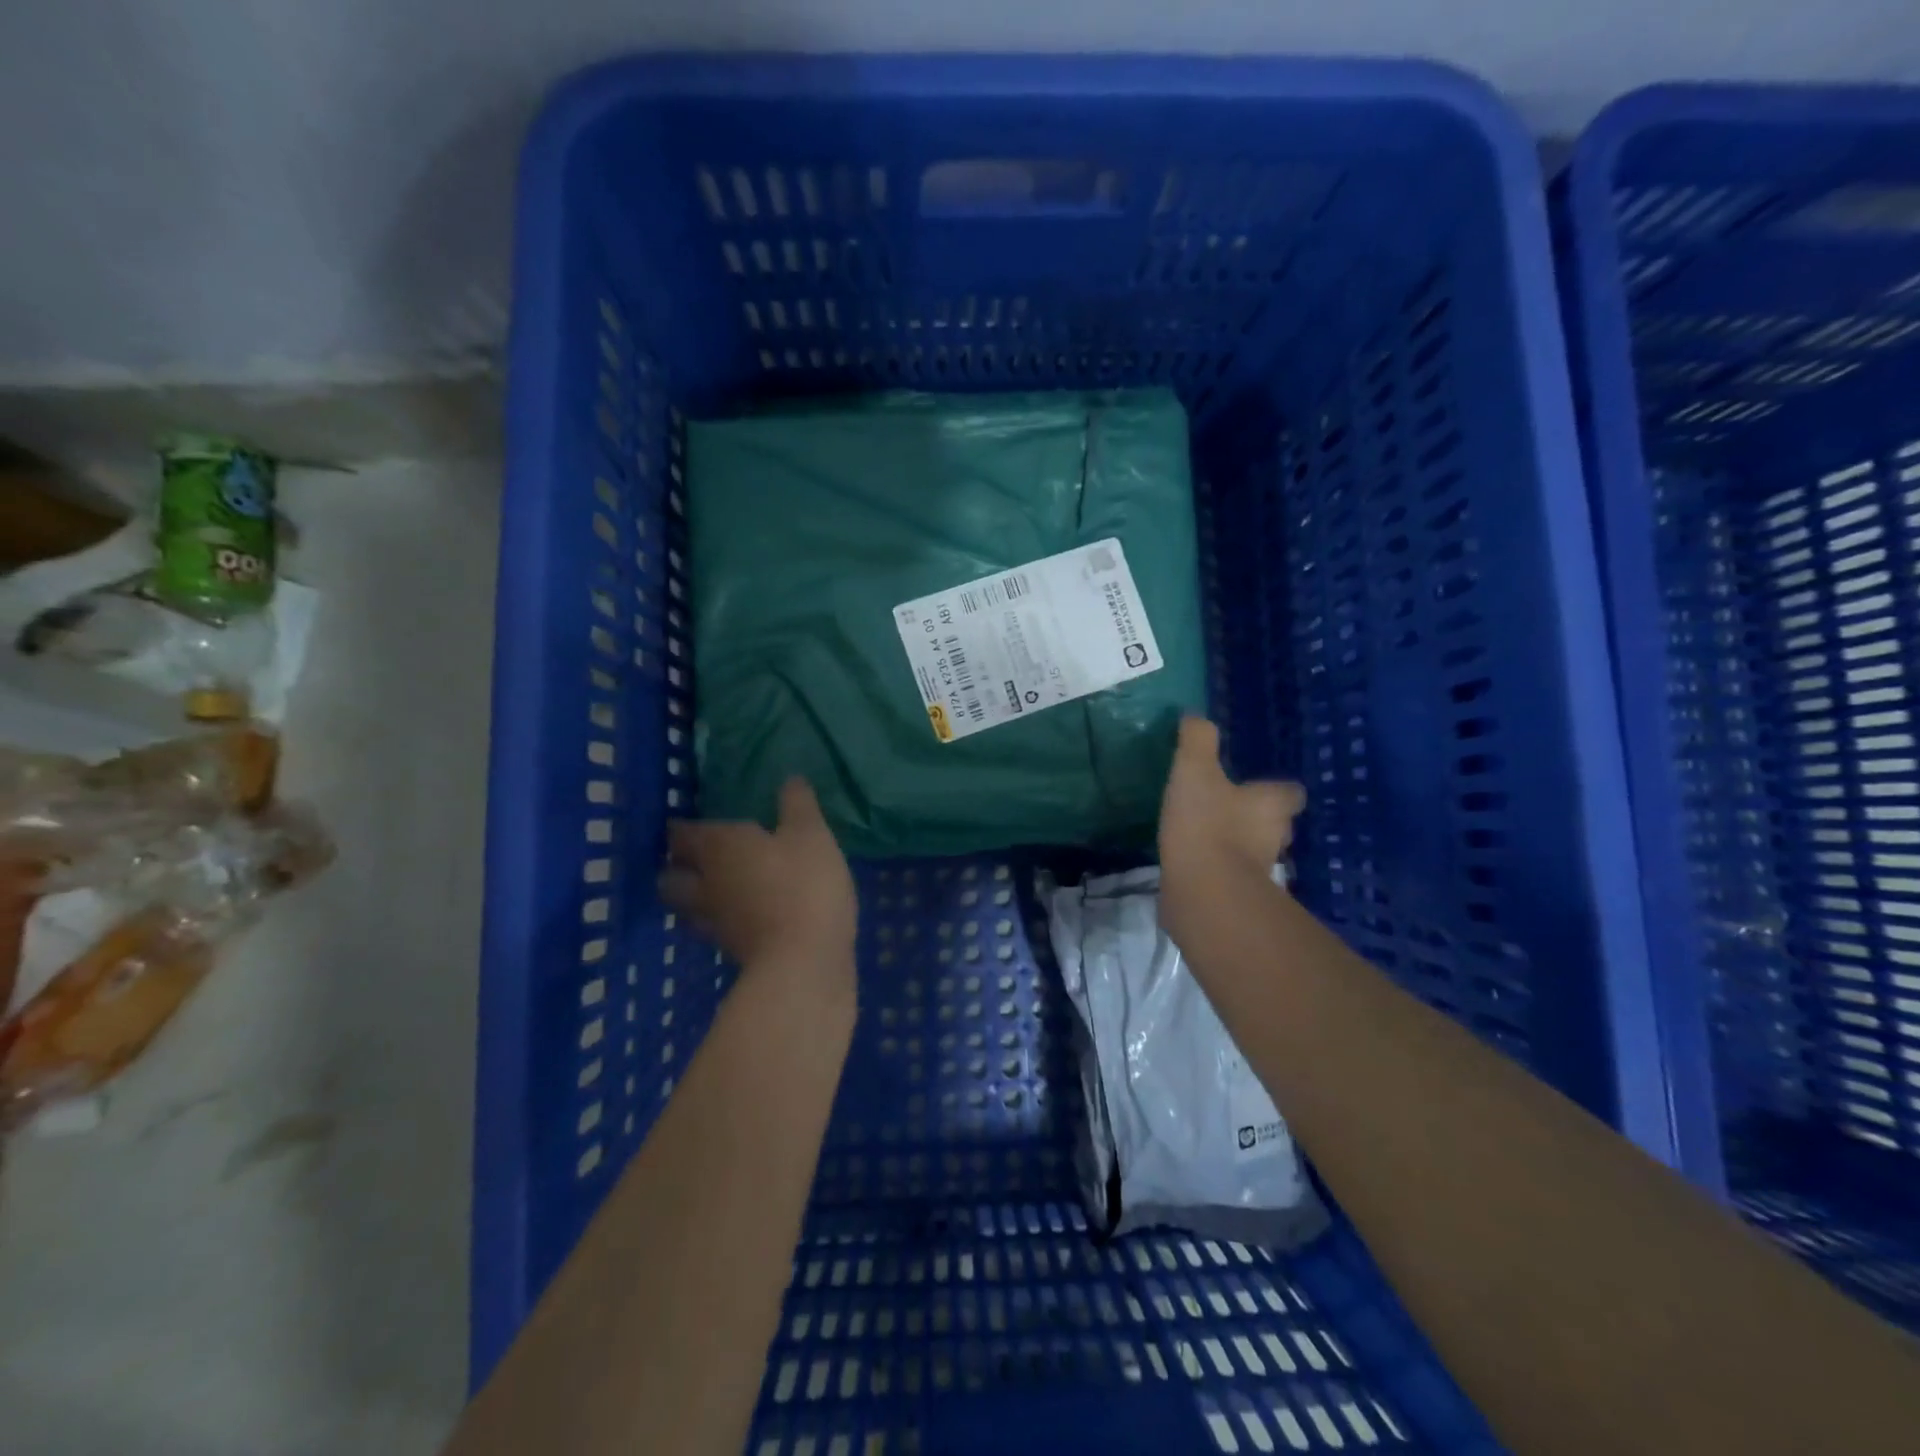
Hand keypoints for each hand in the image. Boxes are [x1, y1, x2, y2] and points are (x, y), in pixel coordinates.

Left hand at [659, 778, 857, 982]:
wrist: (804, 963)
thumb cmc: (804, 885)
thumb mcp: (811, 835)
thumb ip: (798, 805)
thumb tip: (789, 778)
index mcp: (718, 848)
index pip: (682, 833)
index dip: (682, 827)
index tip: (687, 822)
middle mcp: (704, 884)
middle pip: (670, 876)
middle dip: (676, 865)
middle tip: (696, 856)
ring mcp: (714, 923)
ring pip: (687, 906)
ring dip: (693, 896)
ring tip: (715, 888)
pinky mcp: (731, 952)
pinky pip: (714, 929)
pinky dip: (721, 920)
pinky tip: (743, 914)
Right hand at [1158, 717, 1304, 936]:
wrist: (1202, 891)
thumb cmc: (1206, 824)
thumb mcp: (1195, 770)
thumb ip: (1197, 741)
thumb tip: (1195, 716)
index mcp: (1271, 805)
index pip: (1290, 793)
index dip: (1277, 789)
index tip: (1258, 785)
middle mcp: (1273, 838)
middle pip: (1276, 825)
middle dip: (1258, 818)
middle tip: (1232, 808)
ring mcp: (1258, 871)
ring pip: (1255, 852)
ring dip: (1239, 845)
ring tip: (1209, 834)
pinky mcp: (1236, 895)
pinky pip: (1231, 875)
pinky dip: (1219, 868)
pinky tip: (1195, 861)